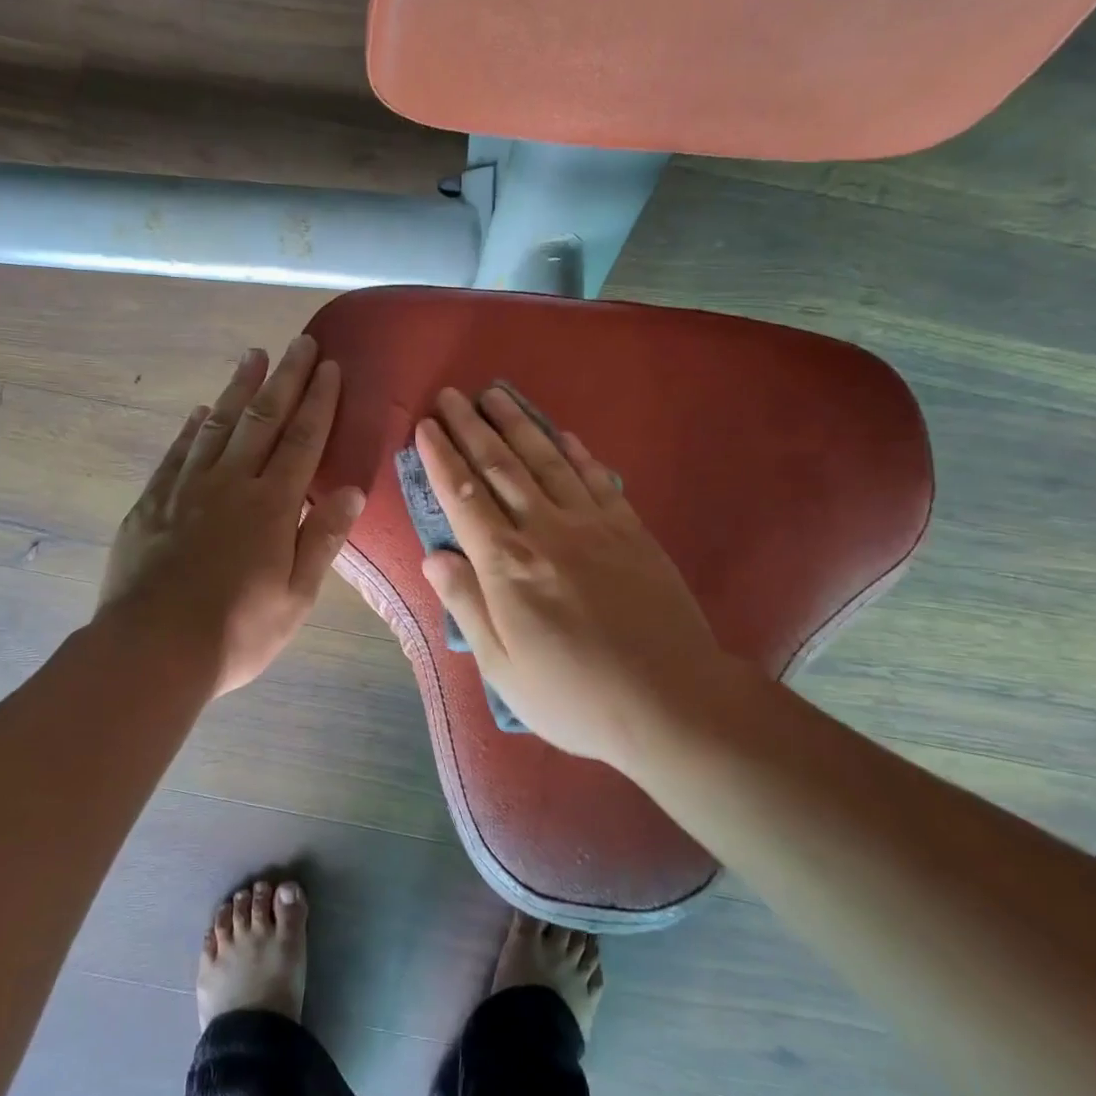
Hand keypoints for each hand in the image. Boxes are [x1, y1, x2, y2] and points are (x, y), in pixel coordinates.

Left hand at [97, 336, 364, 696]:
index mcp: (272, 505)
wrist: (152, 649)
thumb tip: (350, 490)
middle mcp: (231, 483)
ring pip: (218, 425)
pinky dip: (192, 427)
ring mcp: (186, 489)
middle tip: (299, 342)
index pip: (303, 439)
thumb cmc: (237, 631)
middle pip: (263, 419)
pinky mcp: (152, 503)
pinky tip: (201, 411)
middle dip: (285, 377)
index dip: (319, 401)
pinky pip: (177, 452)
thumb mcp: (296, 596)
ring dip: (239, 388)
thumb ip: (323, 539)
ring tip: (253, 356)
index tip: (330, 367)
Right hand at [415, 386, 732, 772]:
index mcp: (507, 565)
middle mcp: (545, 531)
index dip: (441, 458)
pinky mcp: (631, 530)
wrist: (671, 700)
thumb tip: (433, 557)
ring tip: (495, 394)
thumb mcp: (502, 667)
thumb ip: (466, 604)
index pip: (463, 497)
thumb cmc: (574, 696)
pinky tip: (562, 434)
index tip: (424, 427)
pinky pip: (597, 478)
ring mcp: (593, 525)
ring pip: (546, 461)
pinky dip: (576, 452)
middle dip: (471, 427)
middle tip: (451, 395)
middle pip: (501, 467)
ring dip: (518, 424)